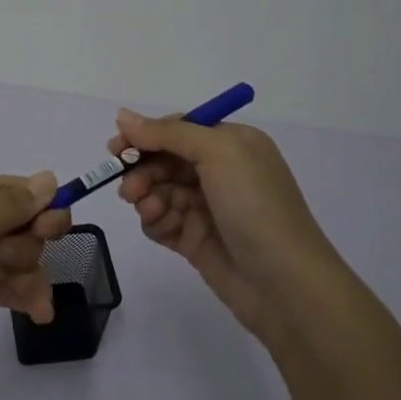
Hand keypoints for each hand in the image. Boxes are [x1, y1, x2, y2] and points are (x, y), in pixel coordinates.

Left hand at [0, 170, 72, 342]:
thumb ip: (11, 205)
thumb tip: (50, 178)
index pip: (31, 195)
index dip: (47, 217)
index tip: (43, 239)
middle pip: (24, 230)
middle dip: (28, 252)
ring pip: (10, 259)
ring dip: (26, 279)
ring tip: (33, 311)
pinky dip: (11, 293)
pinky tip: (32, 314)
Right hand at [110, 110, 343, 343]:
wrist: (284, 283)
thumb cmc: (255, 206)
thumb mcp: (218, 153)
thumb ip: (169, 132)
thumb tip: (123, 116)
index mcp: (231, 143)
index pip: (178, 129)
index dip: (146, 135)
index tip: (117, 147)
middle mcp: (220, 171)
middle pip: (164, 159)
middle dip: (142, 169)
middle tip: (128, 188)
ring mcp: (207, 207)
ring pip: (159, 190)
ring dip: (146, 196)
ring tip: (147, 209)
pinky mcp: (196, 239)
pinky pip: (162, 221)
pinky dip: (155, 220)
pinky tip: (159, 226)